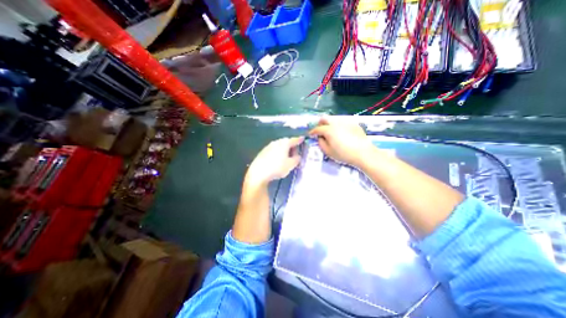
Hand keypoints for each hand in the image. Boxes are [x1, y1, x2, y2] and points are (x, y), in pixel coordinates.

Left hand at [246, 136, 302, 185]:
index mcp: (284, 143)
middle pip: (286, 142)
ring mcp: (268, 146)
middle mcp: (276, 142)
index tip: (303, 139)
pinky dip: (277, 153)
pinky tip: (277, 160)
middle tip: (295, 154)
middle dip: (291, 147)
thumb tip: (298, 156)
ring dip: (284, 150)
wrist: (258, 172)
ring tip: (286, 158)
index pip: (294, 140)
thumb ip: (296, 159)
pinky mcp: (262, 152)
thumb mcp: (291, 165)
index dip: (299, 140)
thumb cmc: (277, 167)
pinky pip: (273, 150)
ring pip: (279, 146)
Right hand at [309, 116, 374, 167]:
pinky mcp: (354, 124)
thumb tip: (320, 137)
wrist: (363, 153)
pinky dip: (339, 126)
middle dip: (320, 123)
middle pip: (325, 119)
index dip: (312, 131)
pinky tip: (342, 133)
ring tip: (331, 132)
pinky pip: (343, 122)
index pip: (317, 129)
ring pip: (334, 119)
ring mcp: (346, 122)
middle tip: (320, 130)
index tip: (310, 134)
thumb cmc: (343, 154)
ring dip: (329, 124)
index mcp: (329, 130)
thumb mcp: (328, 152)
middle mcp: (336, 123)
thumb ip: (321, 143)